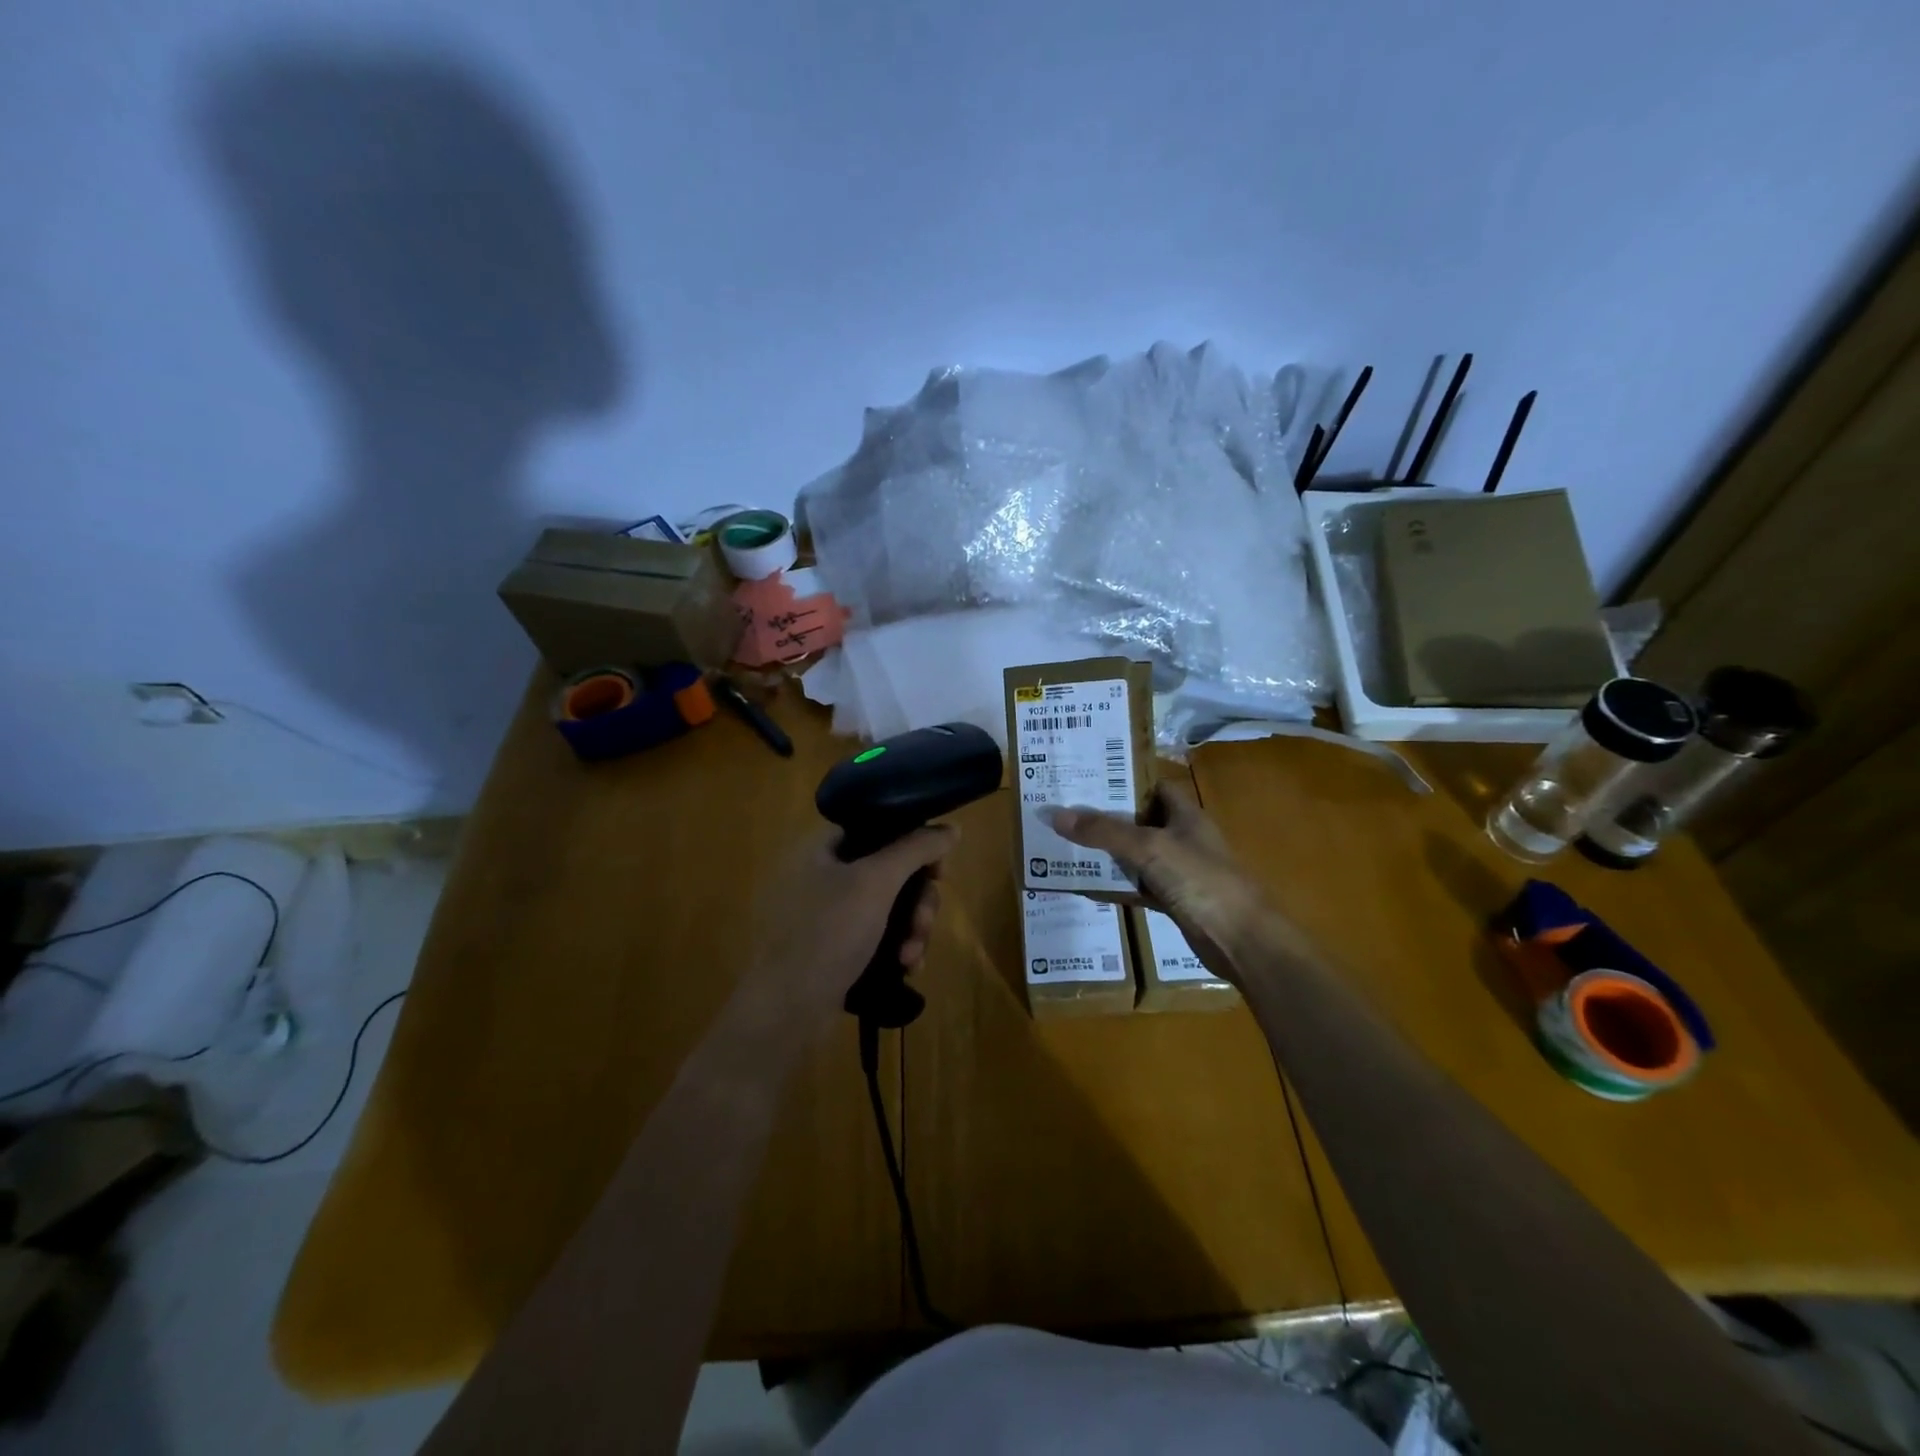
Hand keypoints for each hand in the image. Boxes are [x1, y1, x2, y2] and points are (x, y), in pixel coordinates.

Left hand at [744, 824, 957, 1026]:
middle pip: (891, 870)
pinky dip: (896, 947)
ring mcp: (827, 913)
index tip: (938, 871)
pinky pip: (878, 934)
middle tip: (924, 924)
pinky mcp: (834, 947)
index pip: (879, 827)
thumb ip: (916, 848)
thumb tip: (952, 828)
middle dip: (918, 900)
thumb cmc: (828, 933)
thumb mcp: (876, 881)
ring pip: (890, 906)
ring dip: (912, 928)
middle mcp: (823, 873)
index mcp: (822, 846)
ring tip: (912, 956)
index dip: (915, 842)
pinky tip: (906, 968)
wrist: (786, 1010)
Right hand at [1045, 783, 1272, 980]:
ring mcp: (1179, 872)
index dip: (1125, 783)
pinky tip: (1088, 887)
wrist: (1242, 940)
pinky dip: (1117, 886)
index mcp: (1186, 816)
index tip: (1088, 783)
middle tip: (1066, 814)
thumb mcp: (1149, 848)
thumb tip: (1055, 814)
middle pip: (1140, 822)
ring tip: (1067, 846)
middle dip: (1106, 819)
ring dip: (1108, 854)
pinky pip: (1139, 887)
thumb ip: (1104, 831)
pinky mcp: (1174, 902)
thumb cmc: (1200, 880)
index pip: (1154, 788)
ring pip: (1137, 856)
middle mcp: (1183, 839)